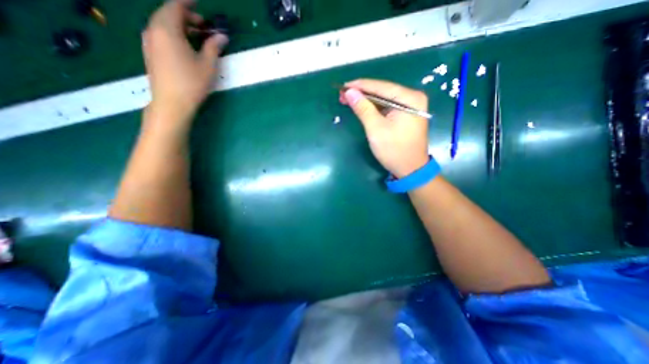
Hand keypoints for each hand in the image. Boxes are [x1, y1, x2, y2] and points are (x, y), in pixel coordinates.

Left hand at [142, 0, 228, 123]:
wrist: (172, 102)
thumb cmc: (192, 82)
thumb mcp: (207, 65)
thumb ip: (213, 47)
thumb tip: (222, 36)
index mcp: (167, 29)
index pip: (175, 6)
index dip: (187, 2)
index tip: (198, 1)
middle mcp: (153, 30)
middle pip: (168, 14)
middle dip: (186, 16)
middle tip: (204, 25)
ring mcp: (150, 42)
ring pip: (164, 25)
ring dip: (181, 27)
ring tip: (198, 36)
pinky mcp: (151, 53)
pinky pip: (161, 35)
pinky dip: (174, 35)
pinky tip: (186, 46)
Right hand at [340, 79, 429, 177]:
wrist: (410, 169)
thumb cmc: (394, 150)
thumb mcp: (376, 129)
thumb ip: (363, 109)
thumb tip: (350, 92)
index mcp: (410, 98)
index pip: (381, 87)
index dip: (360, 86)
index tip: (343, 86)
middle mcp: (412, 98)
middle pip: (382, 91)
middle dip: (362, 93)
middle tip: (342, 95)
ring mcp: (410, 106)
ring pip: (383, 99)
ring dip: (366, 101)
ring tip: (347, 100)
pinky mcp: (405, 115)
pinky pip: (386, 107)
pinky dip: (373, 108)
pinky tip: (361, 107)